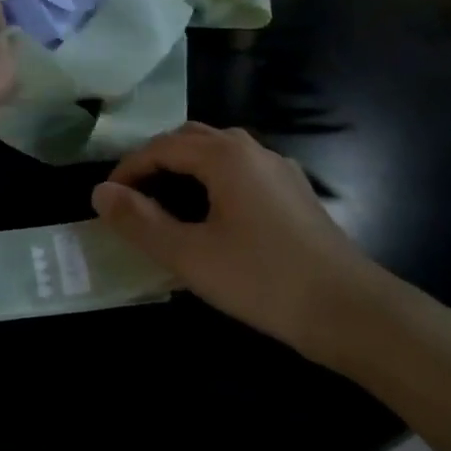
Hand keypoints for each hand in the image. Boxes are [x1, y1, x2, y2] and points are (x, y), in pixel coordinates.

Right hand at [91, 123, 407, 375]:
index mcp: (225, 156)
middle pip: (191, 139)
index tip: (107, 199)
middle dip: (156, 161)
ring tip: (164, 202)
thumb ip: (139, 221)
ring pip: (220, 153)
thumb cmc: (262, 279)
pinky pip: (242, 171)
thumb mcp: (188, 255)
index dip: (128, 168)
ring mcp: (279, 170)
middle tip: (132, 196)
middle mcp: (253, 151)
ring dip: (185, 168)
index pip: (162, 147)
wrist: (351, 311)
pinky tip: (211, 215)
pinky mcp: (296, 194)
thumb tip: (99, 193)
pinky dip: (213, 180)